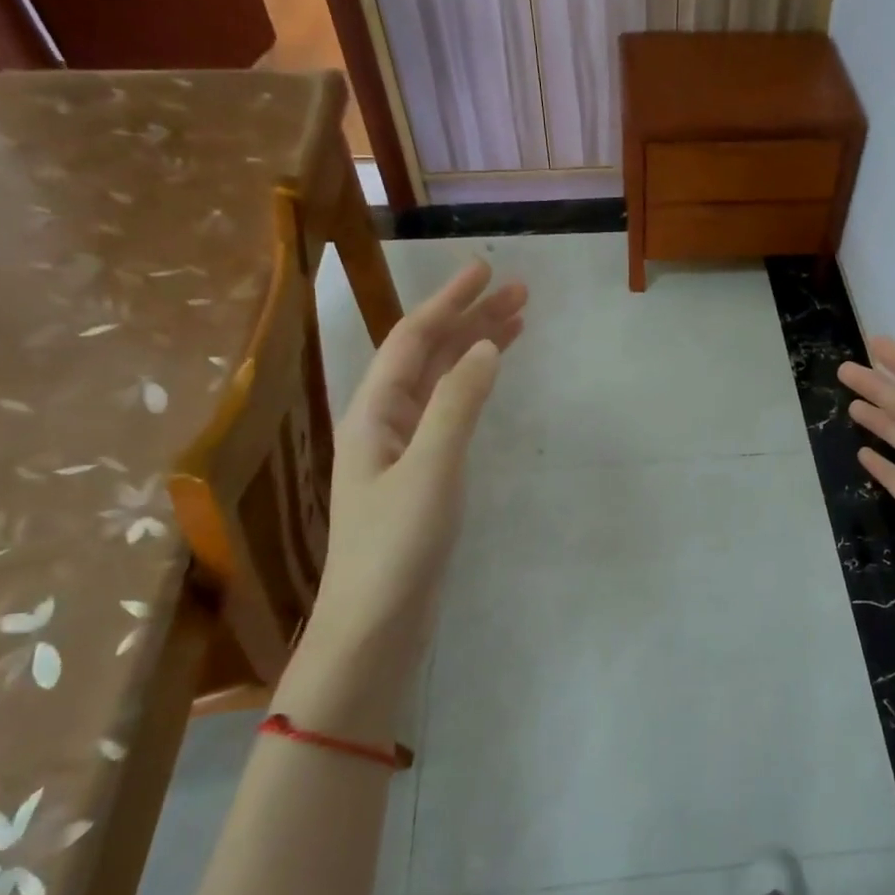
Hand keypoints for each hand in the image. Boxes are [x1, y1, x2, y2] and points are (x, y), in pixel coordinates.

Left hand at [281, 260, 525, 737]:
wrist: (375, 624)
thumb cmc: (396, 548)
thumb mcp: (431, 471)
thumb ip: (457, 406)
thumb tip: (485, 348)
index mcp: (374, 414)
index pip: (413, 340)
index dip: (449, 301)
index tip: (487, 270)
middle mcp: (384, 423)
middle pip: (427, 355)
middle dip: (470, 319)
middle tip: (520, 293)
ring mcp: (401, 450)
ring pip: (440, 383)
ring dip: (474, 350)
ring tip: (517, 325)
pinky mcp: (420, 476)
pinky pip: (447, 413)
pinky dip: (472, 388)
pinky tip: (489, 381)